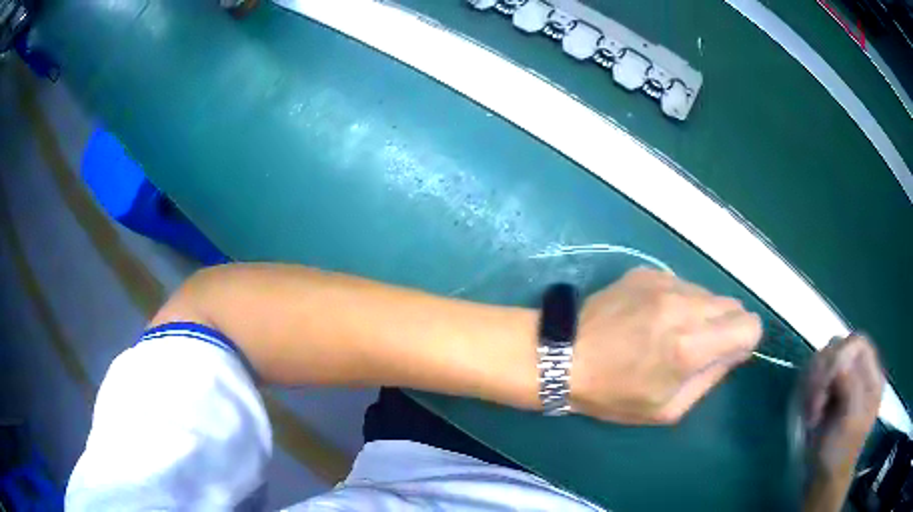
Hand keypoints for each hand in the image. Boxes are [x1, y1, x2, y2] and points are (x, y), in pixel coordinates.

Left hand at [569, 268, 761, 423]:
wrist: (563, 355)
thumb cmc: (613, 394)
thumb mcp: (667, 408)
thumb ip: (710, 378)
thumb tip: (734, 352)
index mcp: (691, 345)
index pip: (749, 326)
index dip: (744, 341)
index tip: (726, 353)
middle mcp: (685, 305)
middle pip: (733, 305)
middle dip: (725, 327)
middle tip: (698, 347)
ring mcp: (665, 282)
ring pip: (708, 293)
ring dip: (702, 313)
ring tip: (671, 333)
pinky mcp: (648, 272)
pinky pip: (682, 284)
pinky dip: (679, 301)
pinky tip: (652, 317)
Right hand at [804, 334, 883, 478]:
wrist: (823, 478)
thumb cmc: (840, 452)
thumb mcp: (851, 421)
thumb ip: (852, 385)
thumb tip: (838, 363)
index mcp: (871, 377)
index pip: (857, 343)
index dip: (840, 355)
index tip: (825, 385)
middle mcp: (859, 373)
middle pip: (839, 347)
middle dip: (823, 375)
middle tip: (814, 405)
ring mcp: (842, 382)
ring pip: (823, 360)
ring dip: (813, 384)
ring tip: (811, 412)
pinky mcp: (827, 392)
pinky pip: (814, 376)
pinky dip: (808, 390)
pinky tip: (809, 411)